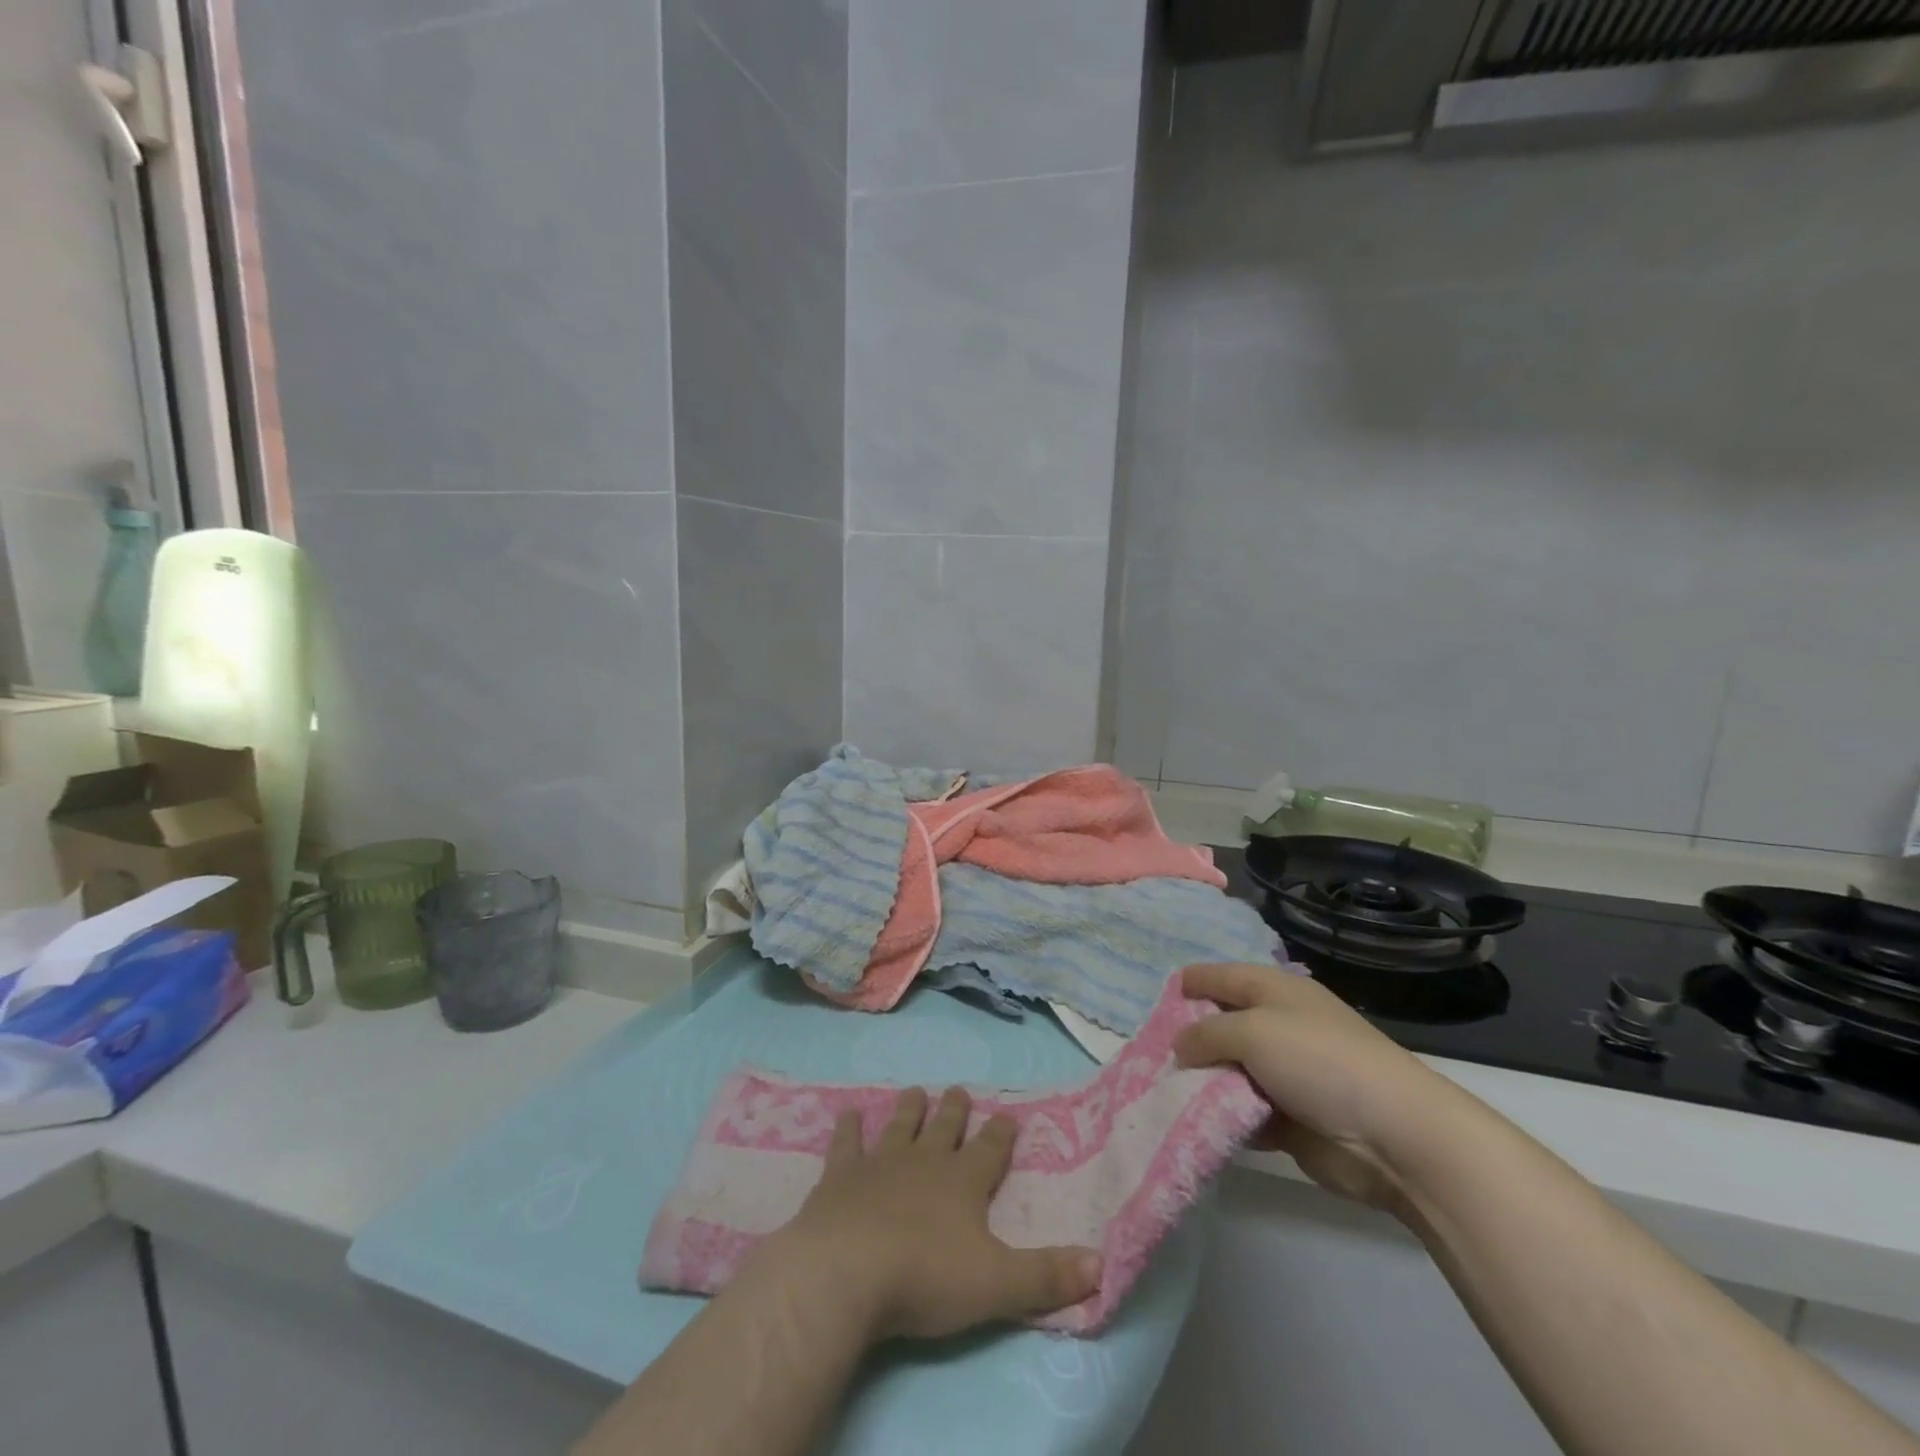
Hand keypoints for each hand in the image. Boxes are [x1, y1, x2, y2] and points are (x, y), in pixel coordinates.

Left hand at [763, 1087, 1101, 1342]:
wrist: (846, 1271)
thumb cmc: (926, 1277)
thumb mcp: (997, 1285)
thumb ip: (1046, 1276)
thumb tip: (1100, 1263)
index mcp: (963, 1182)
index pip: (990, 1150)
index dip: (1000, 1133)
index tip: (1007, 1114)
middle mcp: (924, 1162)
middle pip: (944, 1129)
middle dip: (954, 1110)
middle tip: (958, 1088)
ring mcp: (879, 1164)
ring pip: (900, 1127)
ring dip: (909, 1110)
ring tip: (914, 1091)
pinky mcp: (840, 1177)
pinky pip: (847, 1144)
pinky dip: (849, 1129)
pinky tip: (849, 1115)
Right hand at [1174, 962, 1477, 1216]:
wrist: (1394, 1135)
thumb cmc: (1319, 1062)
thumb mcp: (1252, 1031)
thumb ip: (1206, 1034)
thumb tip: (1179, 1047)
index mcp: (1273, 990)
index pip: (1220, 976)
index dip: (1189, 984)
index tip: (1156, 1002)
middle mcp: (1277, 1026)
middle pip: (1220, 1026)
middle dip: (1188, 1040)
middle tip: (1149, 1055)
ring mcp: (1284, 1074)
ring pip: (1228, 1072)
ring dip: (1202, 1083)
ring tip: (1161, 1092)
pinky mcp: (1289, 1119)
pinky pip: (1242, 1112)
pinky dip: (1221, 1117)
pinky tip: (1191, 1123)